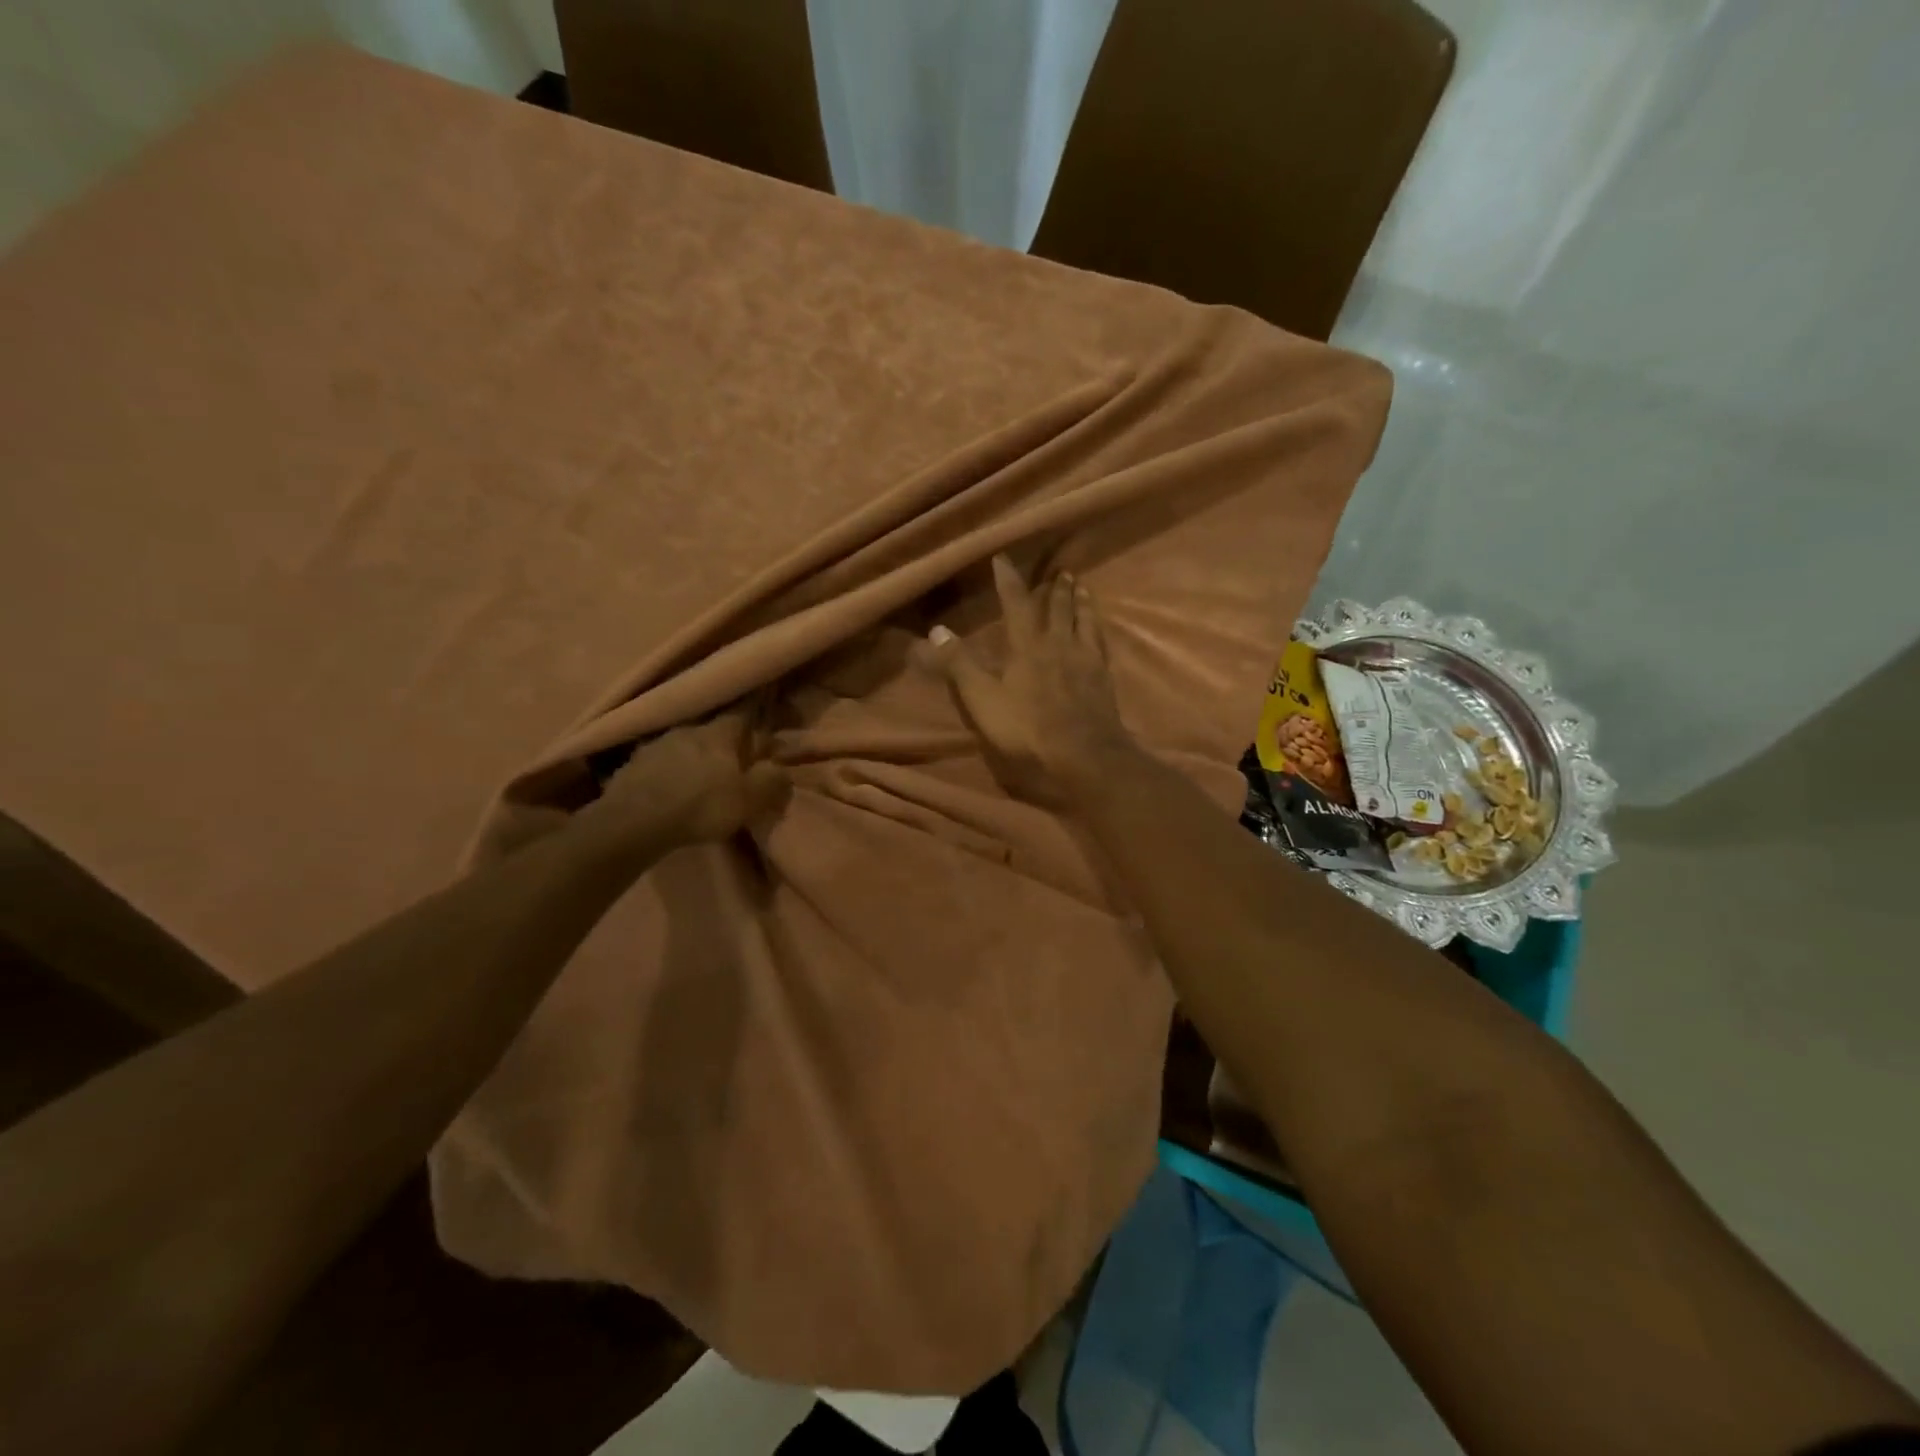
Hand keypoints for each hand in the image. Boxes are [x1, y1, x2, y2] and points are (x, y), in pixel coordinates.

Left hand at [573, 711, 790, 857]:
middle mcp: (686, 729)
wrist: (634, 823)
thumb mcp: (749, 799)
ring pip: (681, 745)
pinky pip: (657, 763)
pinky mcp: (631, 766)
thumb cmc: (700, 806)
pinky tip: (668, 787)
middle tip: (730, 756)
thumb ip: (771, 781)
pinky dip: (666, 772)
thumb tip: (781, 770)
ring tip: (696, 775)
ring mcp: (654, 745)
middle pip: (709, 729)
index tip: (762, 708)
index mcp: (718, 733)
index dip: (754, 710)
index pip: (742, 712)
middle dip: (721, 741)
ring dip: (691, 756)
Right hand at [922, 555, 1134, 808]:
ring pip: (1084, 621)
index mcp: (1027, 646)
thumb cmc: (1027, 727)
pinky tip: (1099, 631)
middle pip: (1058, 609)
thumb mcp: (983, 699)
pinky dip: (1098, 629)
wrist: (1084, 753)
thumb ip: (960, 665)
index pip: (1016, 604)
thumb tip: (936, 630)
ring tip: (1082, 587)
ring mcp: (1085, 660)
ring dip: (1081, 602)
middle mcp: (1059, 644)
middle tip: (1059, 572)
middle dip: (1054, 589)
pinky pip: (1101, 644)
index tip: (1003, 558)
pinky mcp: (1103, 679)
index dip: (1008, 580)